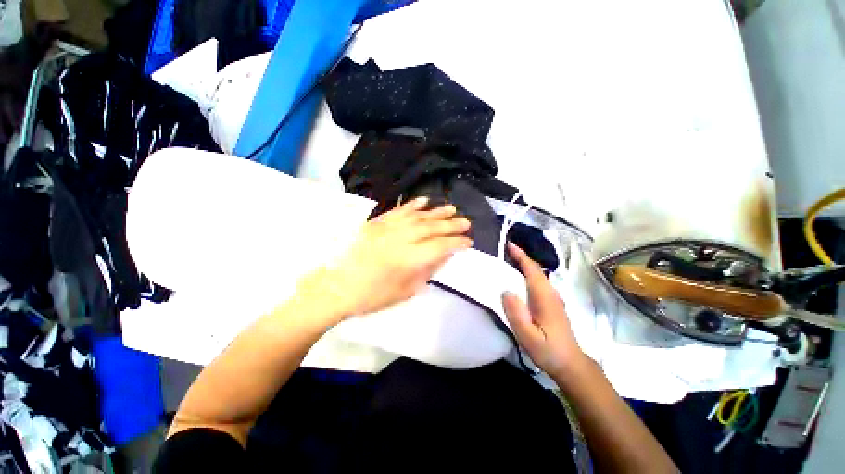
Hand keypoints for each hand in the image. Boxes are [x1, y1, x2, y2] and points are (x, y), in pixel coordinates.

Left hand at [301, 197, 471, 319]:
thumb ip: (426, 271)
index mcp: (408, 259)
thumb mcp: (405, 291)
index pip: (440, 246)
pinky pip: (399, 210)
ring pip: (418, 216)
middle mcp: (400, 238)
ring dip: (436, 212)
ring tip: (451, 209)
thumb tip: (443, 256)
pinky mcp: (376, 222)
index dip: (457, 243)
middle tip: (466, 222)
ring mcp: (387, 227)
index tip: (469, 241)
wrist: (337, 287)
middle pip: (432, 228)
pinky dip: (413, 204)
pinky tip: (424, 201)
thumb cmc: (372, 296)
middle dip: (451, 225)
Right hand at [502, 243, 585, 377]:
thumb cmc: (548, 351)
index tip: (509, 244)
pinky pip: (538, 282)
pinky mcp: (552, 304)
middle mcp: (551, 293)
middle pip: (536, 270)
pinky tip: (519, 279)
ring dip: (524, 265)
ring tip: (508, 260)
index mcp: (545, 298)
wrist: (570, 364)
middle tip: (504, 250)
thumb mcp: (528, 337)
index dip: (521, 256)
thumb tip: (506, 291)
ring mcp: (553, 299)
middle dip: (521, 257)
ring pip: (538, 275)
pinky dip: (528, 274)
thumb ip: (517, 314)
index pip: (532, 270)